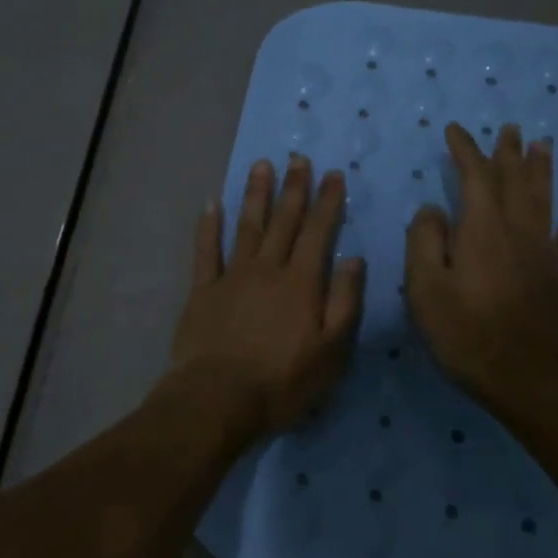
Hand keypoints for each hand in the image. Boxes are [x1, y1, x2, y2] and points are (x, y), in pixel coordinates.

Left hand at [169, 154, 365, 439]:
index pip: (319, 232)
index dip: (327, 202)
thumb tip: (354, 259)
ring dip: (255, 194)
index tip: (333, 174)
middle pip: (284, 221)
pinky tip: (211, 204)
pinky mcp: (203, 290)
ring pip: (247, 226)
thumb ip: (344, 302)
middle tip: (299, 158)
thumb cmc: (282, 381)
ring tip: (262, 165)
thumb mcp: (331, 351)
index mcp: (301, 283)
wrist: (218, 398)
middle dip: (294, 188)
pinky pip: (206, 250)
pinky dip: (208, 226)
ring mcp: (232, 276)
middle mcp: (267, 269)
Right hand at [404, 123, 557, 406]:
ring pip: (543, 201)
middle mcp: (516, 231)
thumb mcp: (425, 288)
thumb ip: (424, 241)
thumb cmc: (465, 333)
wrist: (524, 377)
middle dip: (508, 153)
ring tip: (543, 146)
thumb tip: (433, 210)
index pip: (474, 177)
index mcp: (481, 229)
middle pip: (514, 181)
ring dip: (541, 171)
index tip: (454, 130)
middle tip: (510, 129)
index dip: (465, 150)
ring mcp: (542, 254)